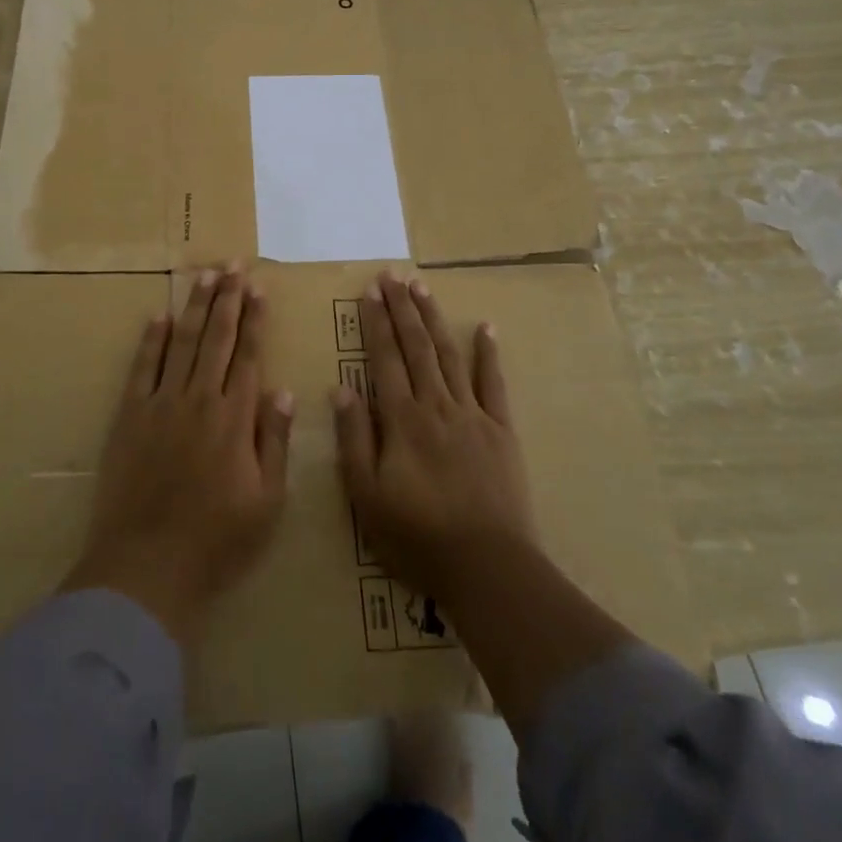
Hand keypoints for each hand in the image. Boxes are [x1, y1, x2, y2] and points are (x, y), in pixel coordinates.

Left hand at [62, 266, 295, 643]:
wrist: (146, 567)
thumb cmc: (217, 541)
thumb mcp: (267, 502)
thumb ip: (274, 441)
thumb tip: (281, 390)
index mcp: (235, 418)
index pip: (248, 355)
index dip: (254, 319)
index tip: (258, 288)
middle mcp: (199, 400)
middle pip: (216, 338)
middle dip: (227, 298)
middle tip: (233, 264)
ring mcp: (161, 404)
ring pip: (182, 343)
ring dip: (194, 307)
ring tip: (204, 275)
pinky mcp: (129, 417)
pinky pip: (142, 368)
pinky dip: (151, 340)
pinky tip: (160, 317)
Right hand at [331, 272, 536, 599]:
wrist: (488, 566)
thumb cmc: (417, 536)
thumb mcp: (366, 495)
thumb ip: (354, 438)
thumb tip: (340, 388)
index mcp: (402, 419)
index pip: (385, 357)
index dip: (376, 321)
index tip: (370, 290)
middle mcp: (436, 404)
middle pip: (417, 346)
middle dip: (402, 308)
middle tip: (393, 275)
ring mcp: (472, 414)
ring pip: (449, 355)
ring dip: (434, 319)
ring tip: (423, 288)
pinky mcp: (501, 430)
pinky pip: (494, 383)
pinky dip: (489, 353)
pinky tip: (485, 327)